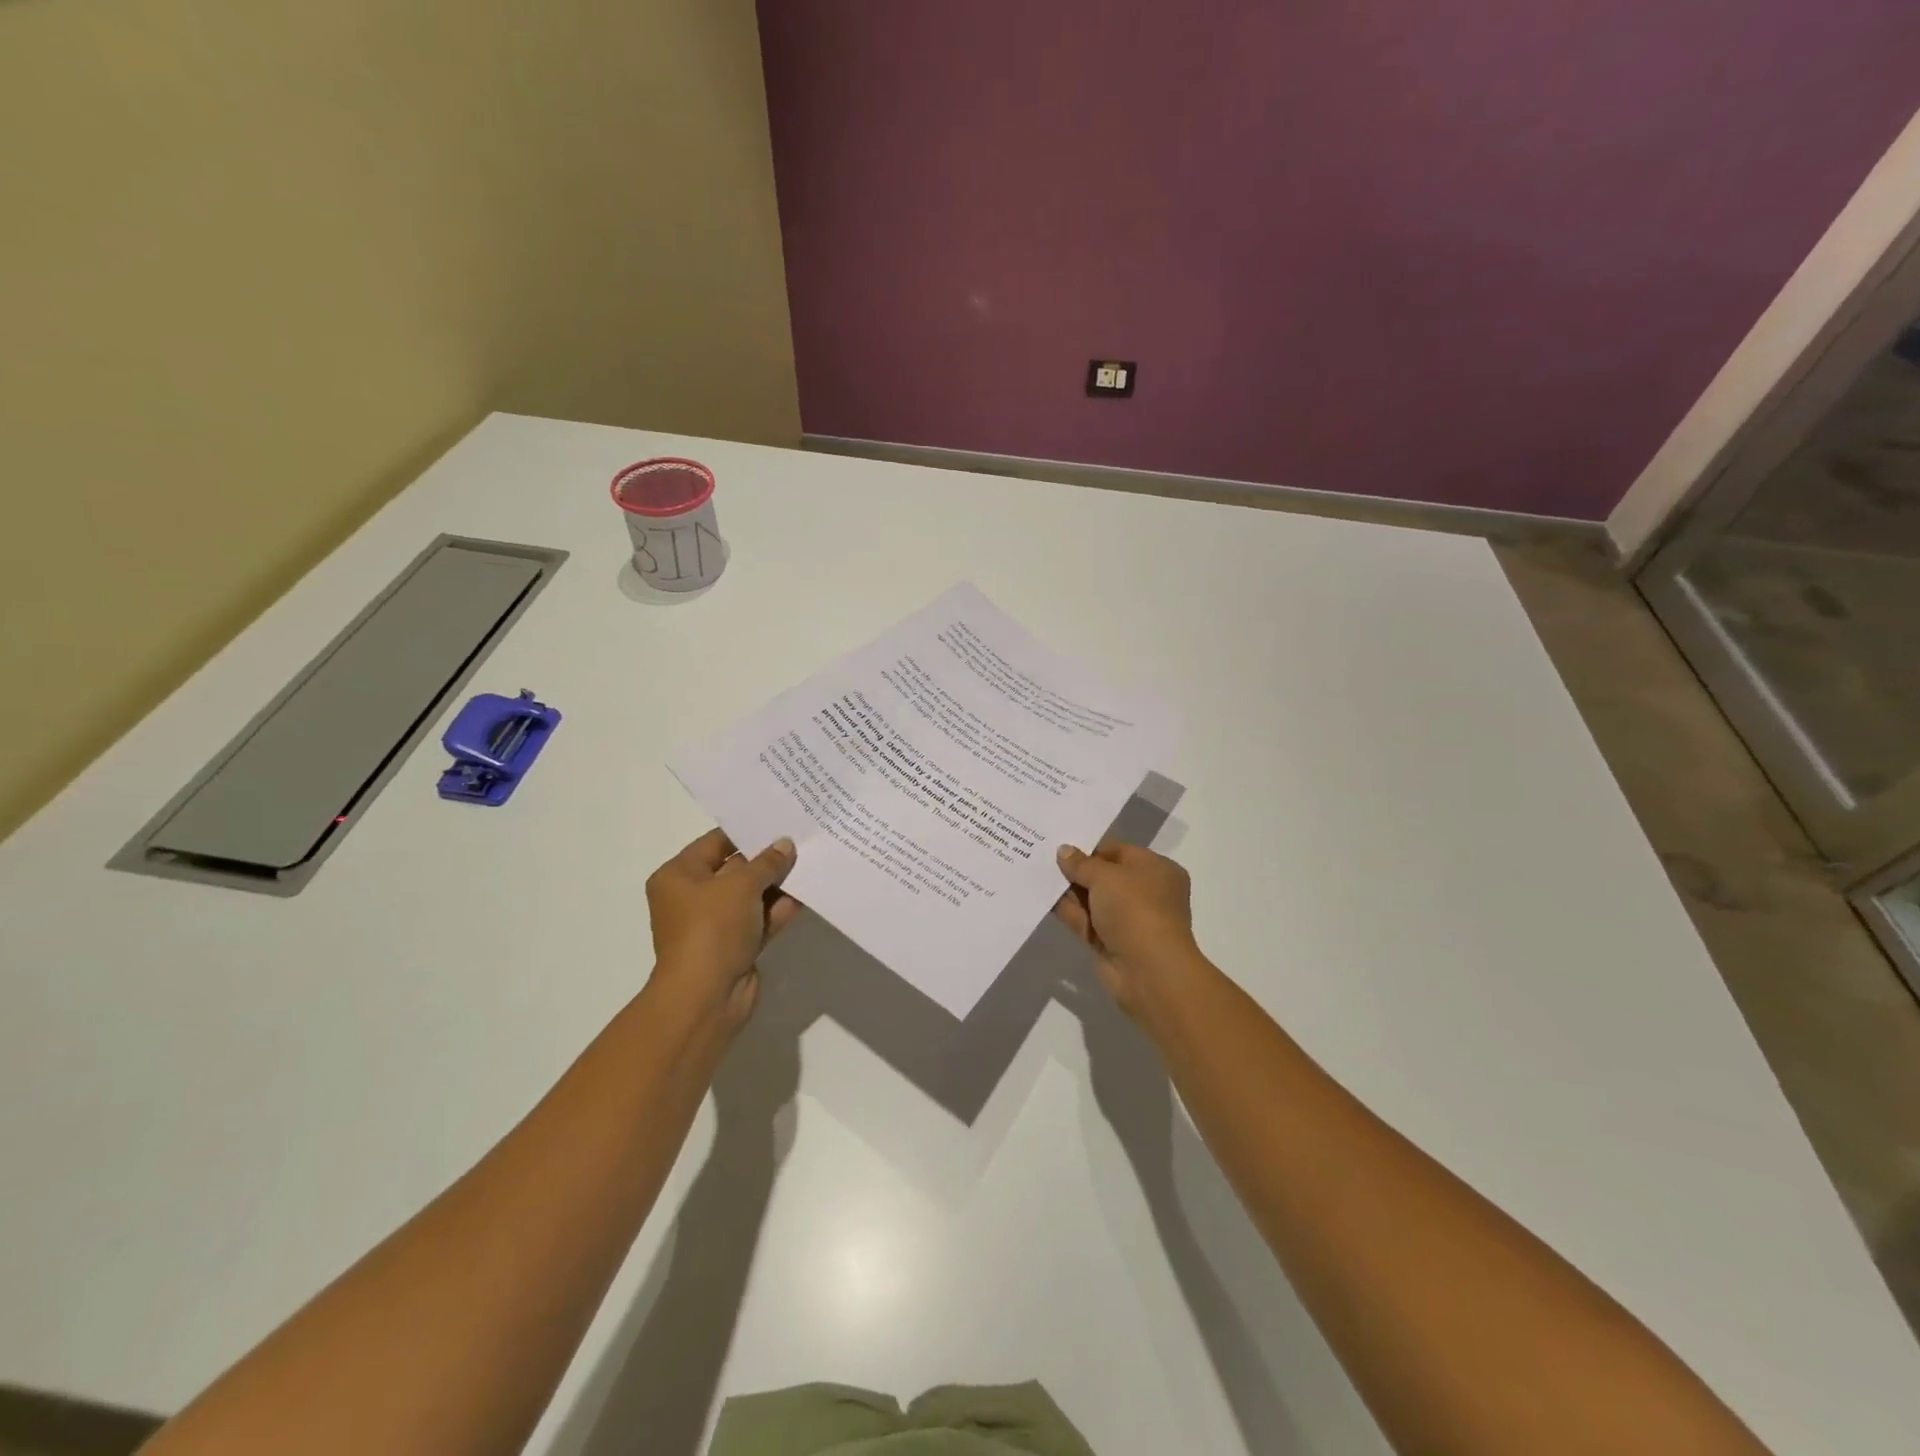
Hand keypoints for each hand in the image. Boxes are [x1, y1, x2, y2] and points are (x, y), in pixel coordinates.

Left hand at [645, 829, 801, 1028]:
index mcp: (678, 876)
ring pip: (750, 896)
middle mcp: (692, 897)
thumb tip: (785, 844)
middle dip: (767, 859)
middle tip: (801, 839)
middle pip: (735, 869)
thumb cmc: (712, 929)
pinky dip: (778, 910)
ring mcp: (714, 924)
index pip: (716, 843)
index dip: (748, 832)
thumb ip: (767, 863)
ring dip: (777, 884)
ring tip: (810, 864)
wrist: (706, 997)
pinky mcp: (734, 946)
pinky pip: (759, 920)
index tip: (779, 820)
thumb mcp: (741, 886)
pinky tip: (806, 895)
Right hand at [1053, 841, 1202, 1019]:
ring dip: (1068, 890)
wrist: (1148, 971)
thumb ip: (1081, 863)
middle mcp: (1145, 893)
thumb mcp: (1106, 876)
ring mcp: (1127, 920)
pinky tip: (1041, 897)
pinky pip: (1085, 920)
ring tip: (1036, 872)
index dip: (1090, 847)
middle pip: (1105, 875)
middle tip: (1043, 855)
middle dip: (1076, 868)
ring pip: (1092, 899)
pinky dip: (1067, 911)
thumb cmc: (1135, 909)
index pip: (1119, 851)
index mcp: (1156, 870)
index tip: (1061, 843)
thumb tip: (1063, 851)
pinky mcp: (1110, 942)